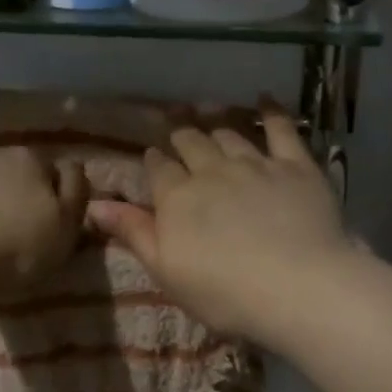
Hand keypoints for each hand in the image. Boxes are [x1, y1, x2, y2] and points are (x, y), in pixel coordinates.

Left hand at [0, 148, 89, 300]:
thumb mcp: (66, 226)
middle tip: (21, 237)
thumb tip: (73, 169)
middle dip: (18, 199)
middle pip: (12, 176)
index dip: (57, 197)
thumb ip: (76, 193)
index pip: (52, 169)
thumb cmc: (16, 247)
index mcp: (28, 159)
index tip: (55, 225)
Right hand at [87, 107, 346, 340]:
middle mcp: (212, 171)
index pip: (159, 170)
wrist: (297, 286)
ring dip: (216, 125)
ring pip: (229, 135)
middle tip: (177, 129)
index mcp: (177, 198)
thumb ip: (133, 233)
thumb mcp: (167, 271)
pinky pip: (281, 129)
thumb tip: (94, 204)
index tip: (153, 157)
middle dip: (181, 135)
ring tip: (210, 118)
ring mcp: (255, 164)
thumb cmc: (224, 293)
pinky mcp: (295, 165)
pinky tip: (265, 99)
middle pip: (191, 144)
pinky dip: (271, 112)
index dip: (155, 162)